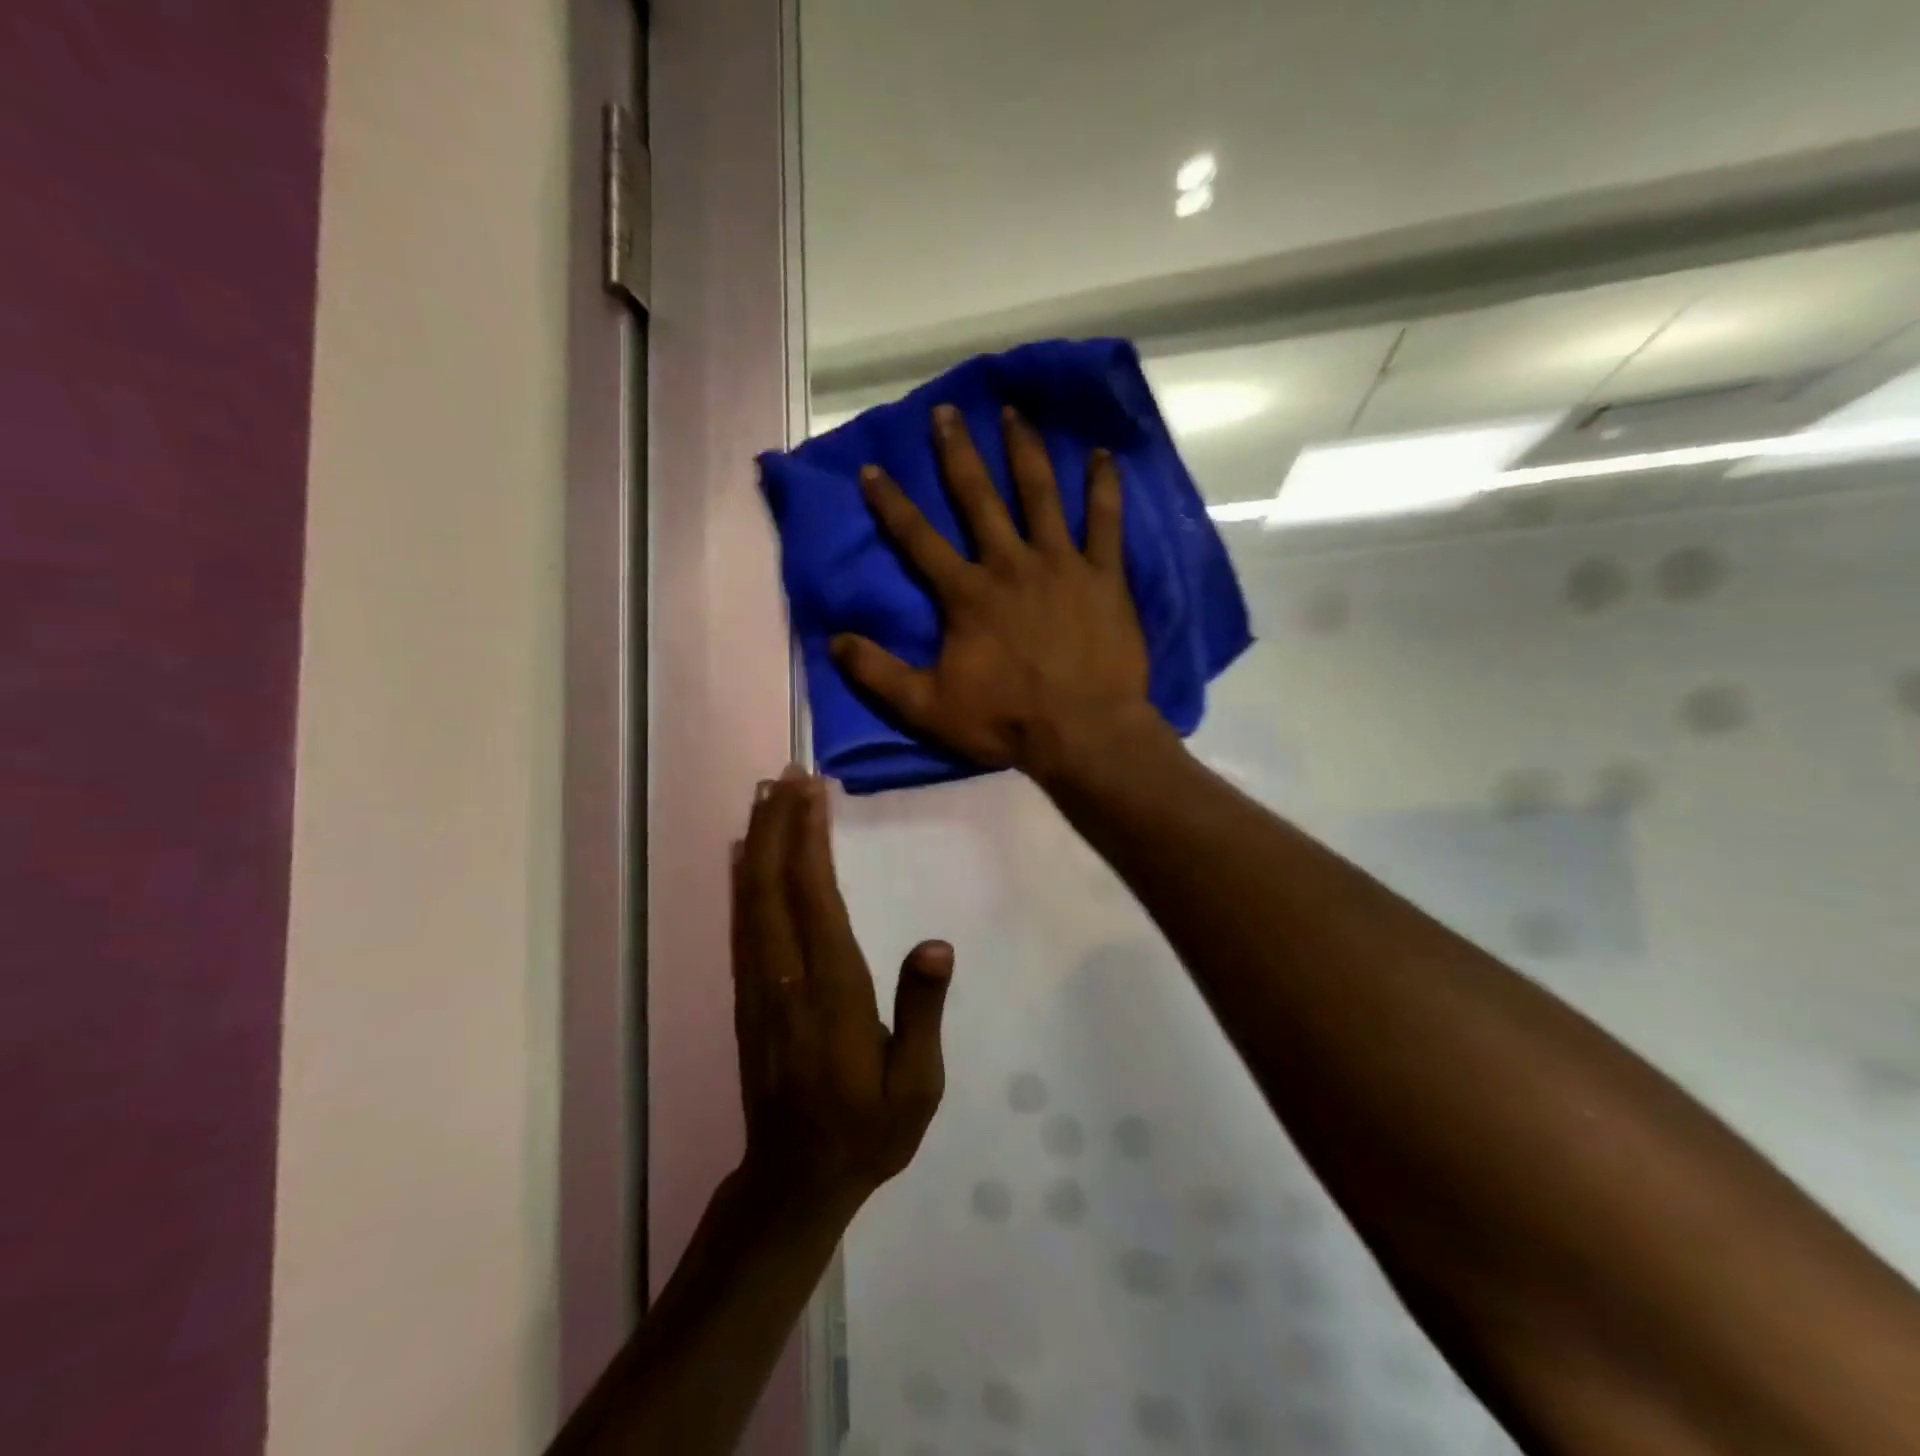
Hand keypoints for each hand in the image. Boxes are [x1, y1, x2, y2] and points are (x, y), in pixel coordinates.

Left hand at [731, 765, 953, 1219]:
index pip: (815, 901)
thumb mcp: (917, 1086)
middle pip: (774, 887)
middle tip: (789, 774)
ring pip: (750, 900)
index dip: (810, 842)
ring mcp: (758, 987)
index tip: (813, 791)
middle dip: (780, 824)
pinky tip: (743, 852)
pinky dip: (741, 880)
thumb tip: (935, 944)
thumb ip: (922, 1013)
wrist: (794, 1180)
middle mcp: (786, 979)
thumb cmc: (868, 1130)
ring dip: (758, 842)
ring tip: (765, 794)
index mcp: (832, 995)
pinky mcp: (746, 996)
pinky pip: (741, 925)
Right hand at [831, 404, 1153, 777]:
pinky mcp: (1104, 576)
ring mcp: (1060, 564)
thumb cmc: (1005, 721)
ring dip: (1025, 451)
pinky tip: (1103, 454)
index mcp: (966, 594)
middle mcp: (1009, 564)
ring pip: (1040, 494)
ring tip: (1014, 413)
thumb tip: (833, 641)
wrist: (1084, 734)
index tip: (872, 468)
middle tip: (947, 411)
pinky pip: (1105, 521)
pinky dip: (1103, 486)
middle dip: (958, 453)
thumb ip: (878, 674)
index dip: (891, 503)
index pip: (918, 539)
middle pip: (978, 498)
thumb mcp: (928, 707)